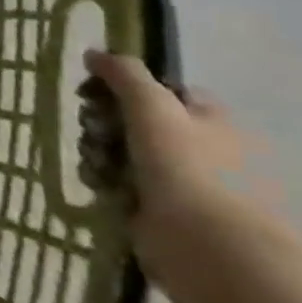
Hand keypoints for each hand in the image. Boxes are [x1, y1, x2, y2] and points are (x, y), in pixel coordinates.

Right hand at [83, 50, 300, 281]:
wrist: (209, 249)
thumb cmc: (186, 168)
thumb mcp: (152, 105)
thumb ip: (123, 73)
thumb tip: (95, 53)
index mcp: (209, 119)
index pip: (161, 90)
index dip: (124, 87)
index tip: (92, 93)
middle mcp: (201, 147)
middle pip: (135, 119)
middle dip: (103, 121)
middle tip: (92, 128)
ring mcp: (183, 182)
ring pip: (123, 151)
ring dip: (99, 150)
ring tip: (94, 162)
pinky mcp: (162, 212)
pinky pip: (121, 183)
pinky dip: (105, 180)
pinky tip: (98, 185)